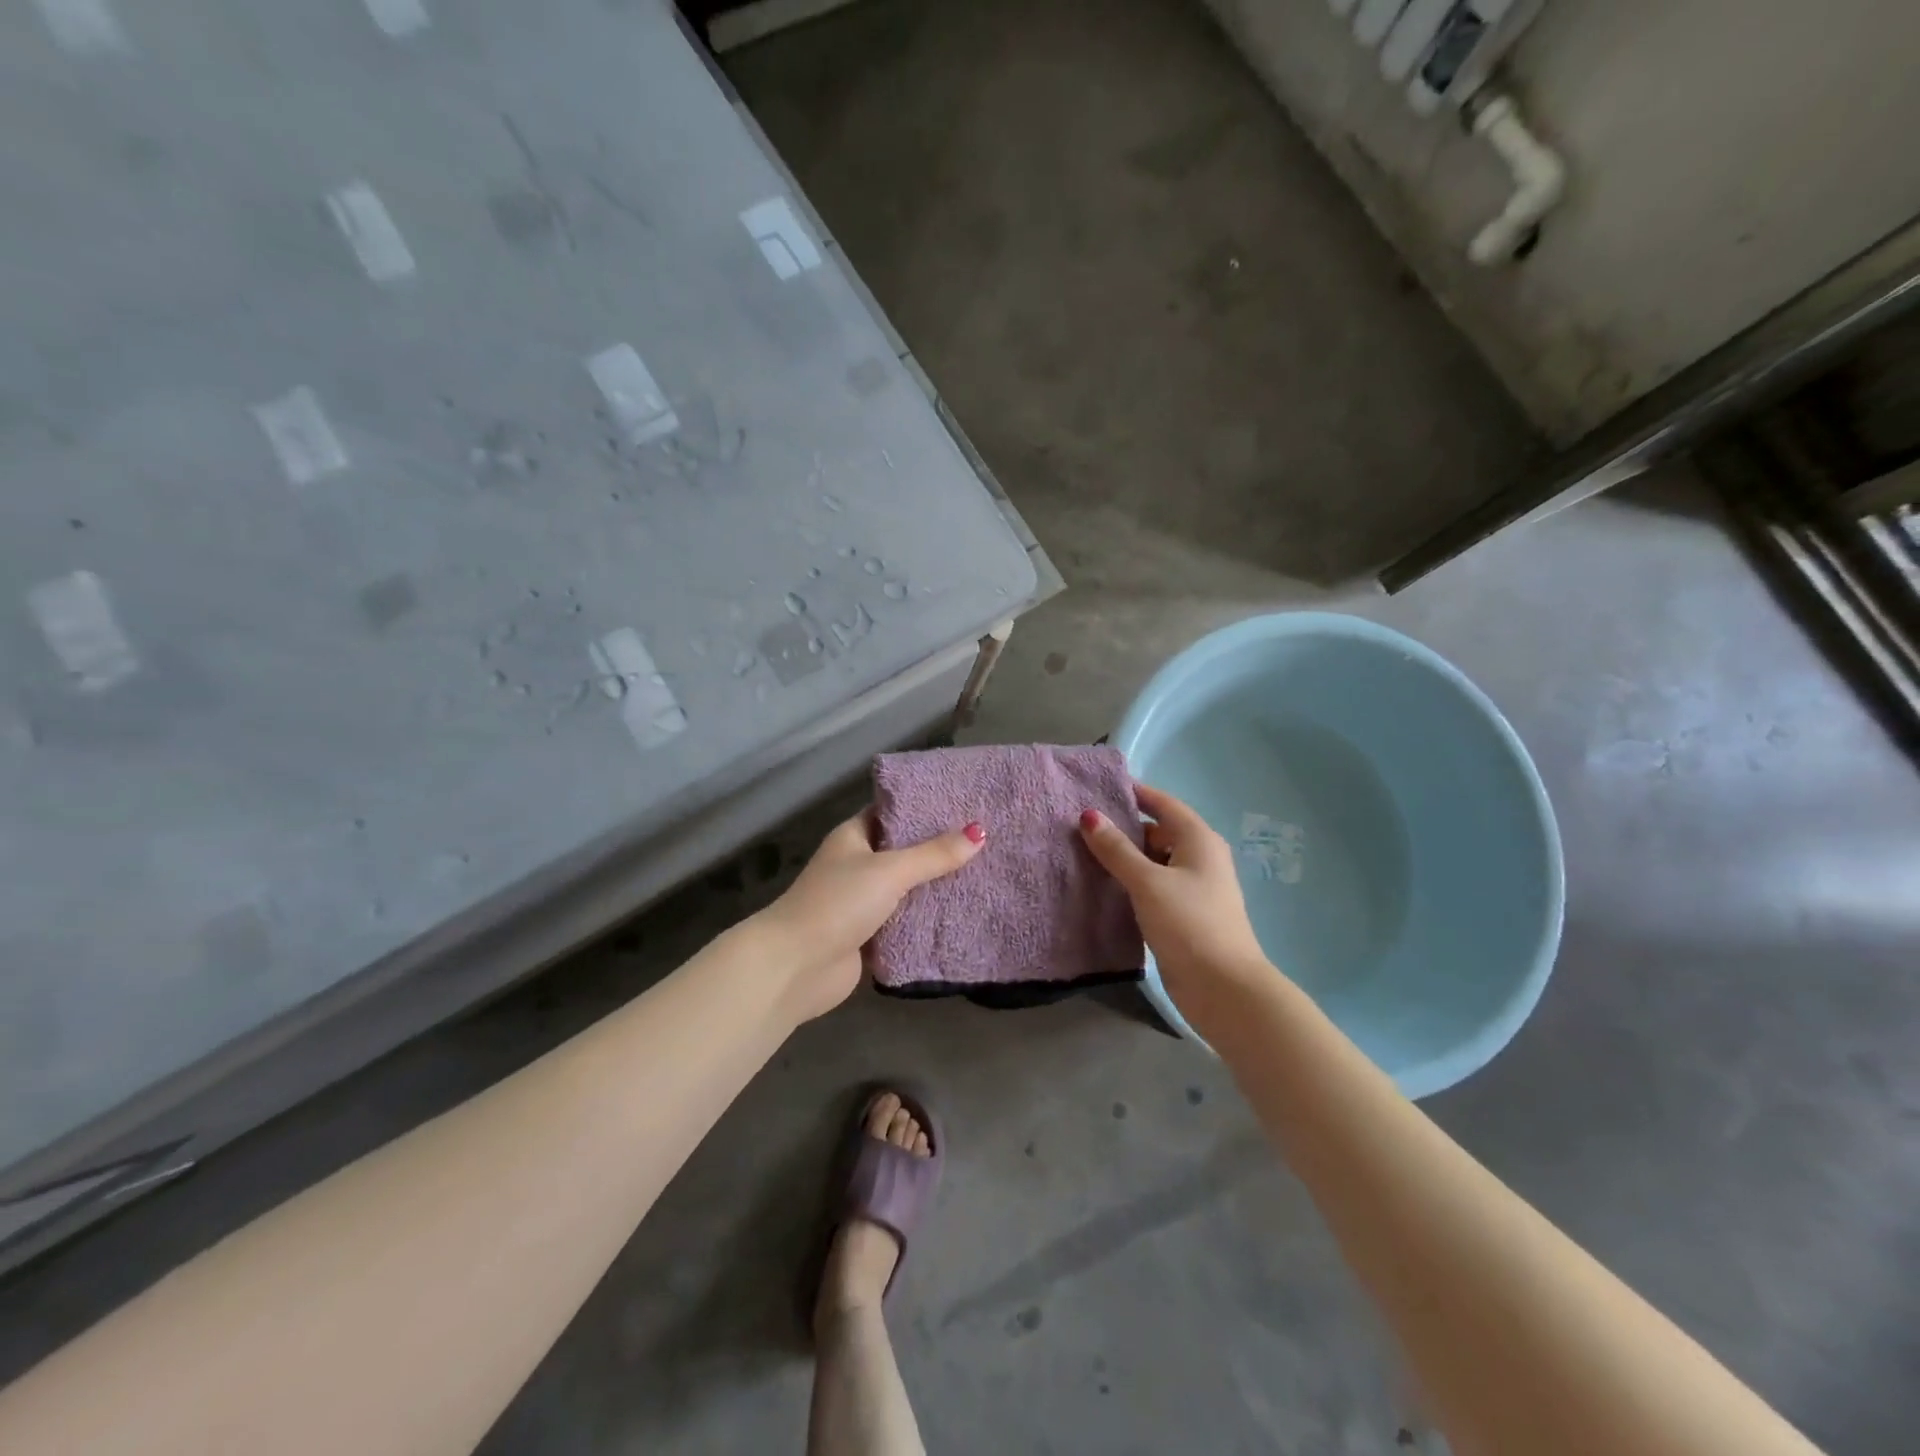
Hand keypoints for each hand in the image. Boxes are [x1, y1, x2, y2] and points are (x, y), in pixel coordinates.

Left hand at [753, 811, 985, 1021]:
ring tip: (983, 871)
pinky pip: (905, 920)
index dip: (924, 806)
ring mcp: (861, 901)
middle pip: (903, 851)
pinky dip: (927, 918)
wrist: (796, 966)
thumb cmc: (838, 903)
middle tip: (985, 839)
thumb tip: (979, 832)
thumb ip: (933, 854)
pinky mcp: (868, 935)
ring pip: (906, 888)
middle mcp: (857, 864)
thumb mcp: (889, 871)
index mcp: (853, 837)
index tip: (964, 803)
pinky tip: (962, 912)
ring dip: (935, 885)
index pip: (892, 812)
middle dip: (937, 848)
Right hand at [1078, 783, 1271, 1006]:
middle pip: (1158, 832)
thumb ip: (1116, 849)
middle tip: (1081, 825)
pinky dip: (1131, 882)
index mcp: (1198, 840)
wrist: (1223, 988)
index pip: (1163, 804)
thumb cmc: (1189, 924)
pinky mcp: (1183, 915)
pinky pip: (1153, 887)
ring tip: (1083, 853)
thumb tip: (1089, 816)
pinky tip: (1103, 887)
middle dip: (1124, 828)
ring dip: (1125, 858)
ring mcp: (1193, 888)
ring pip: (1154, 862)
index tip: (1099, 787)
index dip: (1135, 793)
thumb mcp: (1148, 882)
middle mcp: (1199, 858)